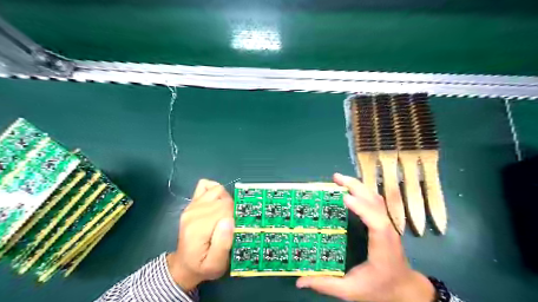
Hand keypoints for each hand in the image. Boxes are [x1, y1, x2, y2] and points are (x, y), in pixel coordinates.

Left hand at [168, 180, 234, 290]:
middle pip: (223, 198)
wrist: (184, 265)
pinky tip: (217, 202)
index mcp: (199, 228)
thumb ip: (223, 244)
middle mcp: (193, 212)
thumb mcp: (215, 265)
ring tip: (225, 214)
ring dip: (226, 199)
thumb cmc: (202, 266)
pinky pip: (206, 185)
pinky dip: (215, 190)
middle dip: (232, 209)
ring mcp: (192, 206)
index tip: (236, 228)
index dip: (235, 216)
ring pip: (217, 190)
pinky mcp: (192, 203)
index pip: (225, 208)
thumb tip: (229, 220)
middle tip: (231, 225)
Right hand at [296, 174, 434, 301]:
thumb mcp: (351, 291)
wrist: (405, 289)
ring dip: (358, 185)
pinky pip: (375, 202)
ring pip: (376, 199)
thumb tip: (299, 282)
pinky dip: (362, 191)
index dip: (362, 208)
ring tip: (340, 179)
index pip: (376, 223)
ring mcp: (388, 225)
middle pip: (376, 203)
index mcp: (382, 247)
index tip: (345, 197)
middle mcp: (387, 231)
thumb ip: (326, 285)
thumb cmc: (380, 289)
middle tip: (336, 177)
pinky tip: (351, 188)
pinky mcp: (384, 222)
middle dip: (356, 187)